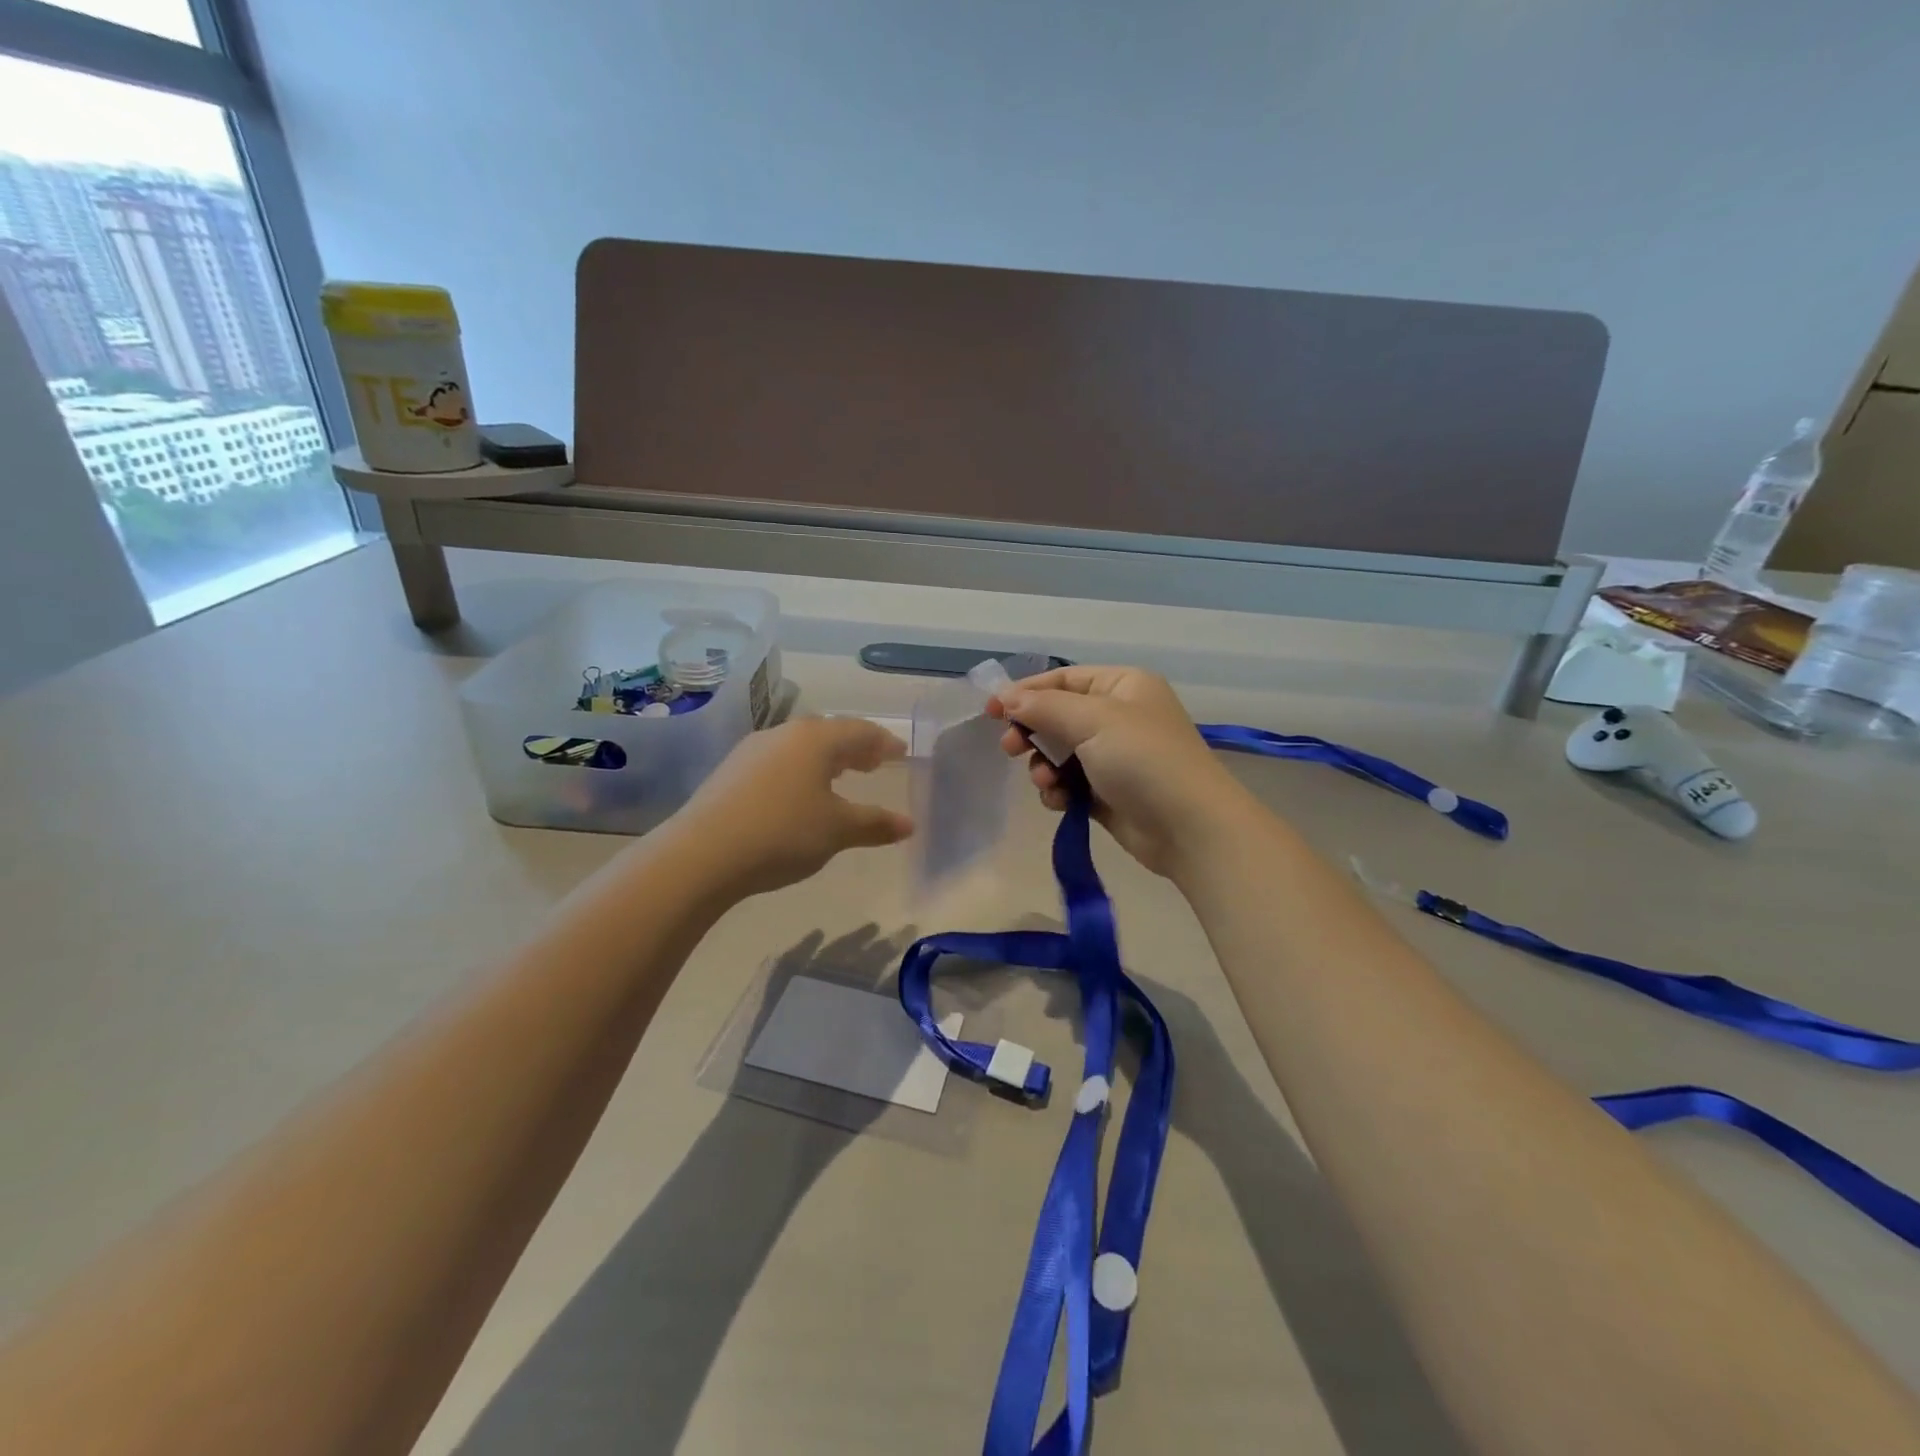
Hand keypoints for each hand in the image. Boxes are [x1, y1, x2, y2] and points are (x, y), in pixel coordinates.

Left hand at [665, 716, 912, 897]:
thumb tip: (909, 824)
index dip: (884, 743)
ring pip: (801, 746)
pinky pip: (778, 761)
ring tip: (840, 778)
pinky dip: (800, 770)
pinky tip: (798, 794)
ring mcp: (753, 750)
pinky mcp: (731, 771)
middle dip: (855, 748)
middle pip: (830, 733)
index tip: (900, 753)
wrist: (702, 854)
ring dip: (826, 759)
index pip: (861, 731)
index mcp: (816, 738)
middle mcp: (785, 734)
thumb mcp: (837, 830)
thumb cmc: (783, 833)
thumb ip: (875, 824)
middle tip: (874, 763)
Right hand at [991, 666, 1256, 876]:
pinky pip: (1070, 783)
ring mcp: (1114, 756)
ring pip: (1059, 753)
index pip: (1063, 679)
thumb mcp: (1093, 720)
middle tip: (1010, 748)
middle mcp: (1118, 716)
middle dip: (1032, 732)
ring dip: (1043, 767)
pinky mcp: (1108, 792)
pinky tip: (1059, 802)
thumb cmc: (1143, 759)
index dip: (1025, 692)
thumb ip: (1044, 707)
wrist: (1189, 827)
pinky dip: (1059, 790)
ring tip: (1045, 782)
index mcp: (1122, 686)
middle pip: (1057, 716)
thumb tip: (1006, 697)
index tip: (991, 711)